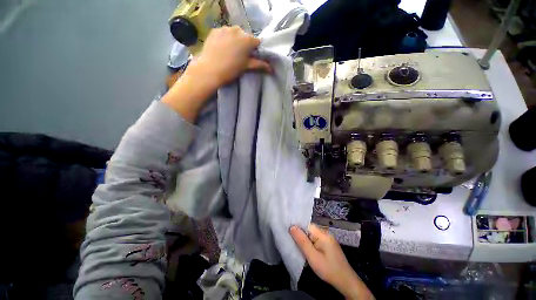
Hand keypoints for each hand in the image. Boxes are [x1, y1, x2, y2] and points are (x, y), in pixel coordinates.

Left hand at [189, 26, 271, 87]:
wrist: (210, 70)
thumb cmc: (231, 69)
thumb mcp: (247, 67)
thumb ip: (260, 65)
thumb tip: (272, 69)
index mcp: (248, 39)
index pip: (257, 42)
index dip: (256, 50)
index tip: (252, 57)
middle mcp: (238, 30)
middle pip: (246, 36)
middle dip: (245, 45)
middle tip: (240, 56)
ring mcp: (225, 28)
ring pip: (234, 33)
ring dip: (235, 41)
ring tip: (230, 53)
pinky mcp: (215, 30)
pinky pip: (224, 33)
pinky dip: (225, 39)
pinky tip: (222, 48)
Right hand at [290, 224, 373, 299]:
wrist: (346, 281)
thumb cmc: (328, 269)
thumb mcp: (313, 257)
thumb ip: (302, 241)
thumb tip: (292, 227)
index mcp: (322, 233)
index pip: (306, 224)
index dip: (297, 227)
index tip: (288, 232)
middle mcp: (325, 232)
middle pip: (308, 229)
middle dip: (300, 234)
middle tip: (292, 242)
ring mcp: (328, 238)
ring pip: (311, 234)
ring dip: (305, 240)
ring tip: (297, 246)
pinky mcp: (328, 244)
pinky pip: (316, 239)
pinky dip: (310, 243)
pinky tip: (306, 249)